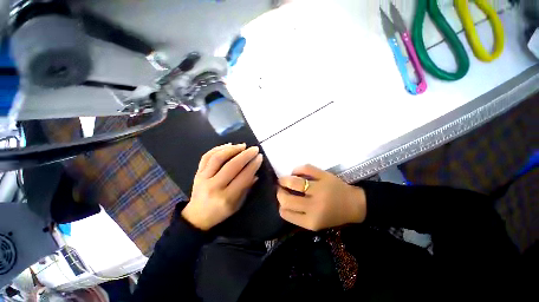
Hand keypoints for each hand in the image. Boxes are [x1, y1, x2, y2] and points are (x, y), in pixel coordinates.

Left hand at [181, 143, 263, 230]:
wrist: (197, 217)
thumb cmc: (221, 212)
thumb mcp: (238, 204)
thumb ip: (247, 188)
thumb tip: (256, 173)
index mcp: (226, 197)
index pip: (243, 177)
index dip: (253, 165)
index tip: (260, 157)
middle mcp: (214, 186)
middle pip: (231, 165)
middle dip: (246, 155)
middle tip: (254, 149)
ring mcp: (203, 178)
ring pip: (218, 158)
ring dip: (232, 149)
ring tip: (242, 146)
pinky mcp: (197, 173)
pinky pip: (206, 157)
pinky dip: (218, 149)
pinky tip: (228, 145)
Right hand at [277, 164, 365, 230]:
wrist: (354, 205)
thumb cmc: (333, 215)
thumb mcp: (315, 223)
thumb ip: (298, 216)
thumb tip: (282, 202)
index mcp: (311, 221)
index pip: (285, 213)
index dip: (280, 205)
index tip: (281, 201)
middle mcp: (314, 206)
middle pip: (286, 199)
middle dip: (279, 192)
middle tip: (280, 189)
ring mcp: (320, 189)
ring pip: (293, 182)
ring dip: (284, 180)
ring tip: (283, 180)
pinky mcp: (324, 176)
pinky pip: (305, 168)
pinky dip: (296, 169)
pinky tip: (295, 172)